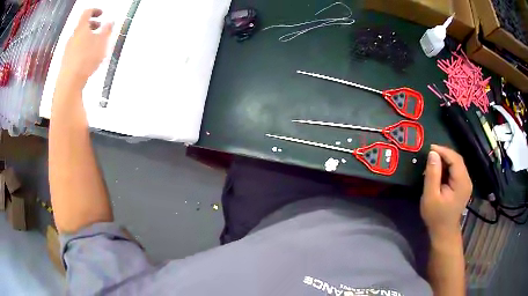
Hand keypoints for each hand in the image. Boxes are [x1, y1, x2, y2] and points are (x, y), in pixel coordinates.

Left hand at [59, 9, 112, 86]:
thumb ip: (107, 30)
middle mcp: (73, 36)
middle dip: (92, 25)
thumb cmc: (87, 58)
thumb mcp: (102, 42)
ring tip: (95, 44)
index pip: (87, 12)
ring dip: (87, 37)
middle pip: (82, 25)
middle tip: (100, 28)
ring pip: (78, 37)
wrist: (69, 82)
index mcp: (82, 28)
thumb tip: (110, 21)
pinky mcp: (66, 60)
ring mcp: (68, 49)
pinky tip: (87, 56)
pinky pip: (75, 48)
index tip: (102, 13)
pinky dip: (82, 47)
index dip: (95, 10)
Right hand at [420, 145, 471, 238]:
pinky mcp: (463, 185)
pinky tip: (439, 171)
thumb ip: (432, 174)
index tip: (430, 148)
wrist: (444, 232)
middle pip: (457, 160)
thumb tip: (432, 153)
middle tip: (430, 154)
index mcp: (461, 182)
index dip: (443, 151)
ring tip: (433, 163)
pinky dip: (448, 167)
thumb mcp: (430, 196)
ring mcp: (466, 183)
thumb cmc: (436, 216)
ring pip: (457, 164)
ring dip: (445, 160)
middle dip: (444, 154)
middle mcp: (467, 180)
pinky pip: (456, 170)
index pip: (455, 159)